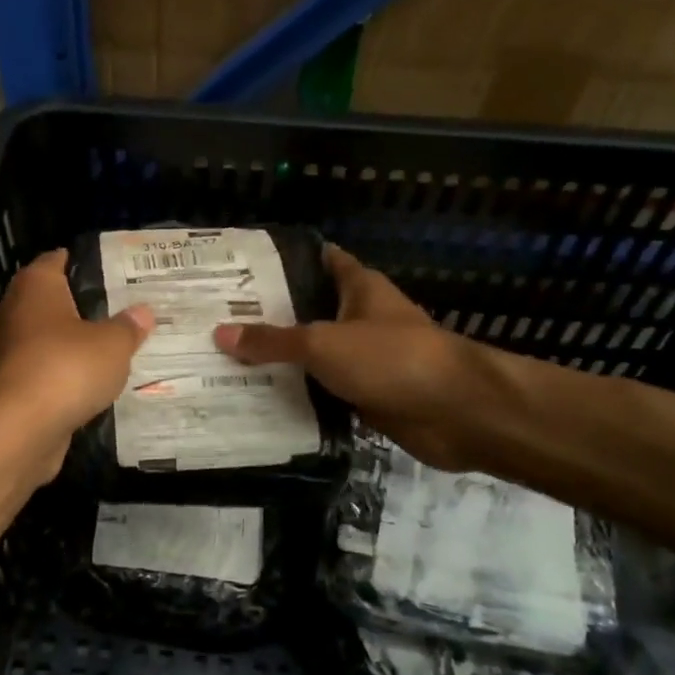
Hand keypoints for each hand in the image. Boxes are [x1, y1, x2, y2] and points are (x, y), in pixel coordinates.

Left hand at [0, 250, 153, 474]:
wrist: (20, 428)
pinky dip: (58, 372)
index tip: (105, 268)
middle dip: (75, 304)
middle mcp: (13, 311)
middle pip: (46, 299)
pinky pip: (39, 369)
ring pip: (41, 336)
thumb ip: (128, 327)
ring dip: (66, 341)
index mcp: (35, 287)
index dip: (78, 261)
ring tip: (104, 345)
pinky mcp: (8, 386)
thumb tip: (143, 312)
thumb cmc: (67, 367)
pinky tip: (86, 381)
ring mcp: (6, 350)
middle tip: (113, 308)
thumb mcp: (113, 344)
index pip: (54, 260)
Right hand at [213, 245, 487, 470]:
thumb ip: (273, 340)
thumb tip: (221, 333)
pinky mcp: (369, 395)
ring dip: (283, 360)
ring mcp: (367, 358)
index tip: (241, 268)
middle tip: (218, 319)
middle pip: (311, 310)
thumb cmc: (391, 358)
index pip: (320, 260)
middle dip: (271, 315)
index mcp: (359, 287)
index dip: (284, 260)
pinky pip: (326, 390)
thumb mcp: (323, 343)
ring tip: (227, 360)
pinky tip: (261, 399)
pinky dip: (300, 395)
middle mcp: (362, 317)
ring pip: (316, 354)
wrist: (456, 413)